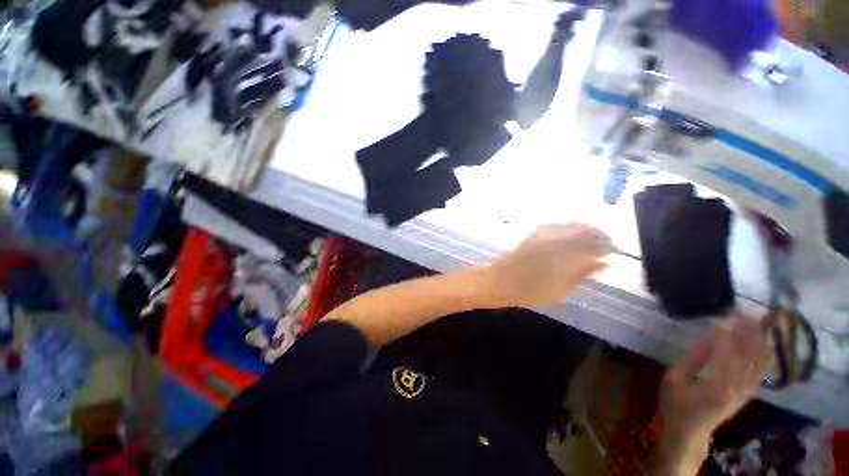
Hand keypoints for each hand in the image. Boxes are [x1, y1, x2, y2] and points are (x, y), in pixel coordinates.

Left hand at [485, 223, 612, 307]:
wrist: (501, 282)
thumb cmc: (531, 292)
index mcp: (567, 256)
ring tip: (593, 237)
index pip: (595, 245)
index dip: (607, 246)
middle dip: (599, 236)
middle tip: (606, 244)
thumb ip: (584, 274)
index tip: (614, 251)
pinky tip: (571, 232)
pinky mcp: (533, 234)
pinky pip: (556, 225)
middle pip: (585, 232)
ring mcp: (544, 235)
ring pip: (571, 226)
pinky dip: (568, 227)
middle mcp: (557, 241)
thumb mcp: (562, 289)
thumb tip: (604, 263)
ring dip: (585, 230)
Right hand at [657, 318, 770, 474]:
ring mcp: (745, 392)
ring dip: (762, 342)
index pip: (726, 353)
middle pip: (749, 357)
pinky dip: (764, 355)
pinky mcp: (748, 394)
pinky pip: (761, 372)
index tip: (723, 316)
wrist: (690, 432)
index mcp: (716, 386)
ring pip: (761, 363)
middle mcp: (737, 388)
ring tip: (760, 323)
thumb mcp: (674, 380)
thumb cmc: (676, 404)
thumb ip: (692, 359)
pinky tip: (763, 343)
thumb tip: (708, 338)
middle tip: (745, 313)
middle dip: (750, 333)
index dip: (726, 333)